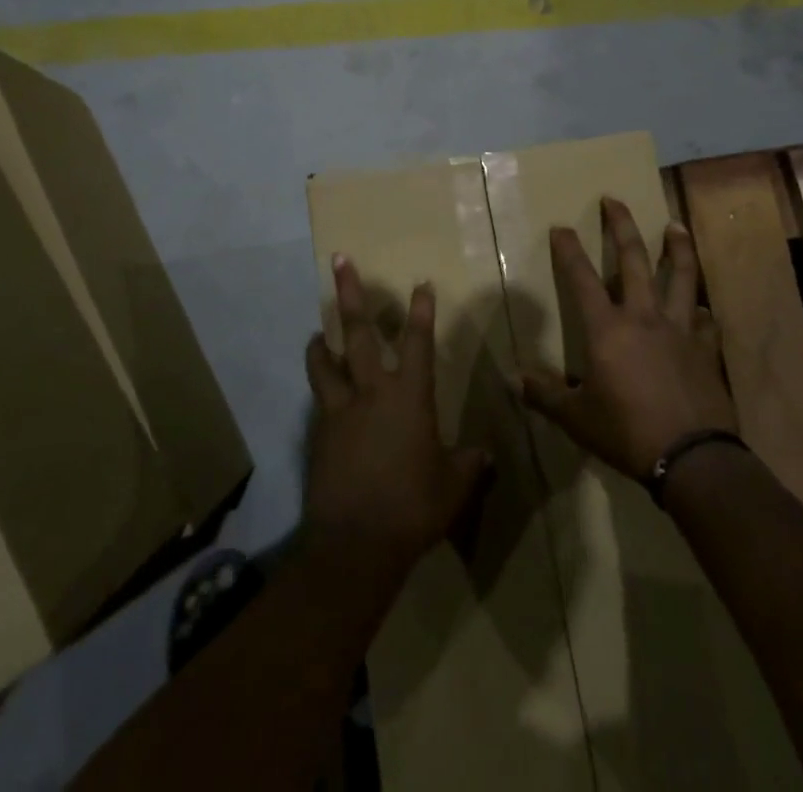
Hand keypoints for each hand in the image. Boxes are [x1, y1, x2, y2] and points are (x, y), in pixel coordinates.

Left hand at [304, 257, 492, 580]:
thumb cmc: (413, 508)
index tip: (420, 283)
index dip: (421, 311)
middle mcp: (372, 391)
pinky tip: (324, 396)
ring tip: (318, 332)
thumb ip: (469, 463)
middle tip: (339, 260)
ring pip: (325, 361)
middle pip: (359, 332)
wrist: (357, 543)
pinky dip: (320, 387)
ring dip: (321, 342)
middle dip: (350, 294)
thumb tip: (485, 453)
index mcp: (410, 397)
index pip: (418, 342)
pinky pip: (319, 399)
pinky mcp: (320, 431)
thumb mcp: (453, 486)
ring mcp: (341, 409)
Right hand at [520, 197, 737, 478]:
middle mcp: (644, 318)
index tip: (562, 226)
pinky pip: (703, 320)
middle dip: (621, 227)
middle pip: (633, 260)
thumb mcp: (577, 418)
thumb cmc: (626, 432)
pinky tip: (698, 306)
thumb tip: (514, 380)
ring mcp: (679, 331)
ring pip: (680, 277)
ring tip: (674, 225)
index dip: (569, 251)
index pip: (581, 279)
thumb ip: (545, 396)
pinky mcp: (705, 350)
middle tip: (614, 200)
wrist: (693, 458)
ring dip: (677, 248)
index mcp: (608, 329)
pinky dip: (699, 309)